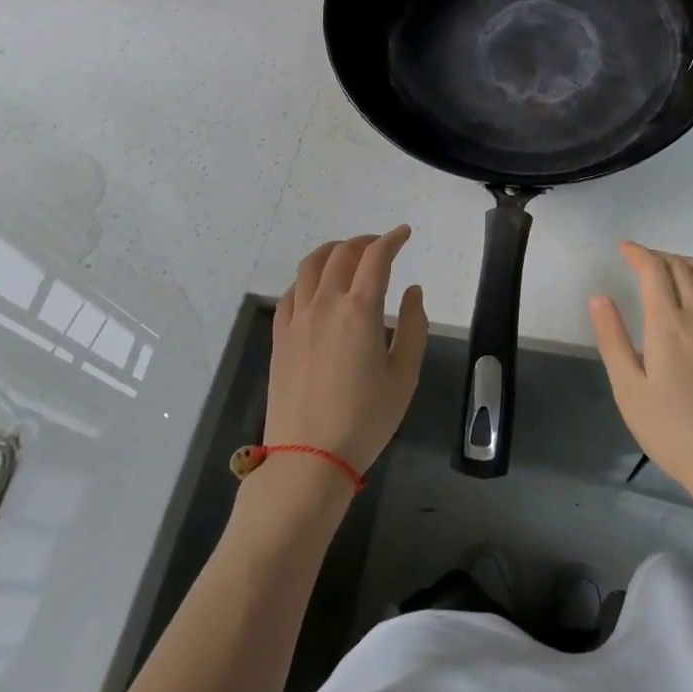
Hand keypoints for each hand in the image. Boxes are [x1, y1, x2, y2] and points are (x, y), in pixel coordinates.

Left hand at [266, 227, 428, 475]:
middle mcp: (325, 303)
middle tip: (380, 245)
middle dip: (364, 241)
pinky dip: (307, 279)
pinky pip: (291, 293)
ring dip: (332, 251)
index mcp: (360, 310)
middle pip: (342, 254)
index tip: (404, 234)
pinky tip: (315, 288)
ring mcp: (297, 318)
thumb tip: (412, 291)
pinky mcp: (280, 336)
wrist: (309, 457)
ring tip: (346, 254)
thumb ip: (412, 326)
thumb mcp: (404, 375)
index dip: (392, 239)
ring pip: (310, 266)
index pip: (376, 257)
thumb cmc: (366, 419)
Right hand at [589, 242, 692, 525]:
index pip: (654, 270)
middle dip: (658, 256)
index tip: (623, 248)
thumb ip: (612, 338)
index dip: (638, 253)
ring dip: (684, 263)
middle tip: (639, 259)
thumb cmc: (672, 430)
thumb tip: (599, 297)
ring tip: (667, 267)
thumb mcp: (628, 389)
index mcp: (669, 323)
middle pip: (682, 267)